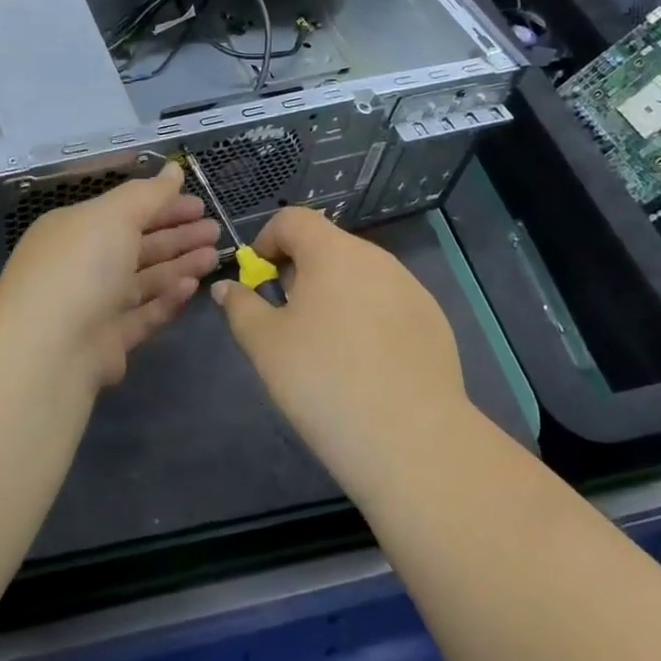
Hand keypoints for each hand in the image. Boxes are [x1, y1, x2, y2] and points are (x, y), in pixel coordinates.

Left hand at [0, 162, 218, 388]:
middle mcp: (82, 265)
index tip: (200, 204)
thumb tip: (173, 169)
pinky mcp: (107, 343)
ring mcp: (94, 306)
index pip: (125, 211)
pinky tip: (191, 288)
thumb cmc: (79, 268)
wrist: (46, 353)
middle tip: (215, 230)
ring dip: (179, 266)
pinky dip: (167, 300)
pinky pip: (143, 315)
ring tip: (214, 257)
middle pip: (137, 245)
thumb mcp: (113, 216)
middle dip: (177, 236)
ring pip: (144, 280)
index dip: (163, 205)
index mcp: (75, 229)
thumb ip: (148, 194)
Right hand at [212, 206, 467, 498]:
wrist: (413, 441)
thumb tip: (228, 288)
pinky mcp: (433, 321)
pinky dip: (368, 318)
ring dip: (335, 295)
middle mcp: (376, 258)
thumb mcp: (266, 345)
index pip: (293, 219)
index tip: (259, 281)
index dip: (267, 241)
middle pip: (327, 246)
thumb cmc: (324, 381)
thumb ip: (242, 307)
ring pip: (359, 276)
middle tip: (288, 321)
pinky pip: (388, 304)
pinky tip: (366, 366)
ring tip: (327, 348)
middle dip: (300, 272)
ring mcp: (411, 288)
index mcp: (332, 252)